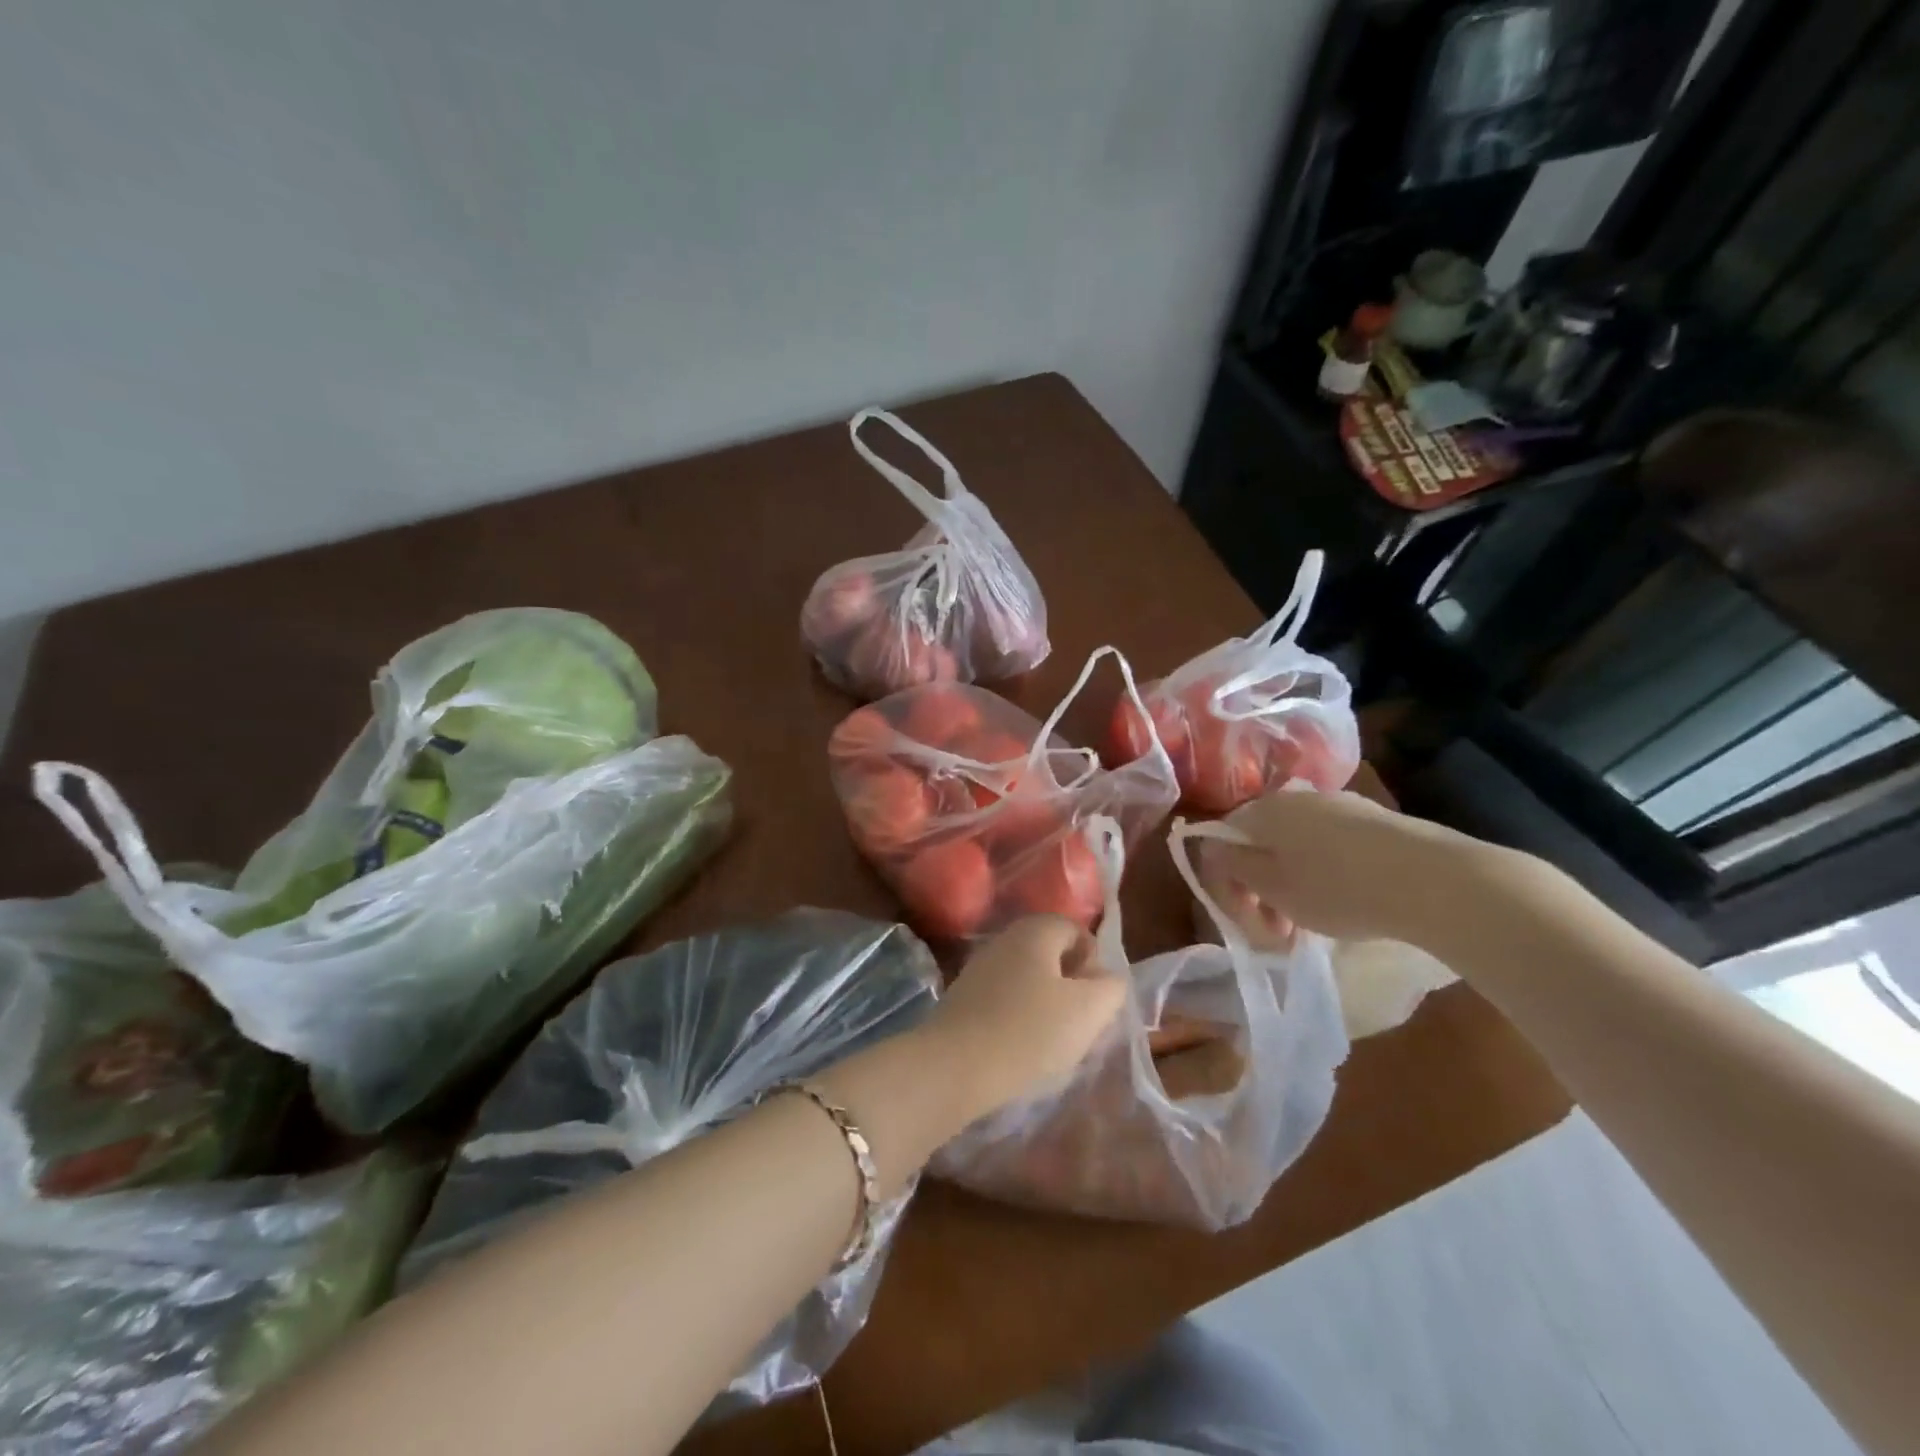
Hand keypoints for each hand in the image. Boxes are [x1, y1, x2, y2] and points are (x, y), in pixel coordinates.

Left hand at [926, 915, 1126, 1119]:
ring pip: (1028, 978)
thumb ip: (1110, 987)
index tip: (1096, 1000)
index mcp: (1036, 929)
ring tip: (1053, 1042)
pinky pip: (1004, 1000)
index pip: (1076, 930)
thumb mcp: (1089, 1010)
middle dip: (1071, 985)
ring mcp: (980, 967)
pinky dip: (1019, 1018)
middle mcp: (1005, 938)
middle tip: (1079, 1023)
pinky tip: (1022, 1049)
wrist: (954, 1067)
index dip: (1093, 962)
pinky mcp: (964, 998)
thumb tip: (1107, 977)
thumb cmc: (1030, 1031)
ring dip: (1046, 1005)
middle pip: (1051, 954)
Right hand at [1198, 789, 1487, 945]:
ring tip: (1311, 926)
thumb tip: (1211, 847)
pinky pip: (1330, 849)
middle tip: (1277, 933)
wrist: (1436, 880)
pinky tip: (1346, 904)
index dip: (1226, 883)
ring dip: (1290, 886)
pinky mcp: (1374, 821)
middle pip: (1260, 844)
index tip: (1245, 921)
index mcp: (1263, 810)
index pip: (1222, 840)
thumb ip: (1233, 866)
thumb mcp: (1273, 888)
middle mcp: (1296, 797)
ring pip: (1295, 848)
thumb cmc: (1338, 888)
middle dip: (1260, 890)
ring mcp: (1339, 805)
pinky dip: (1323, 876)